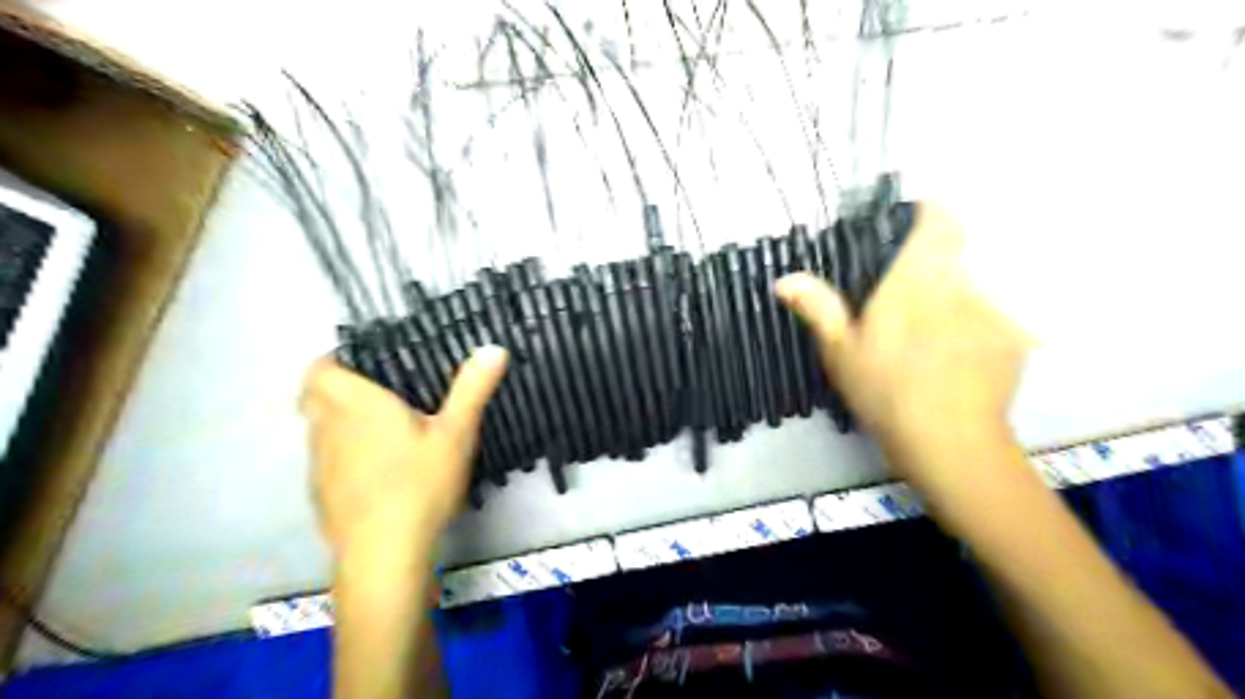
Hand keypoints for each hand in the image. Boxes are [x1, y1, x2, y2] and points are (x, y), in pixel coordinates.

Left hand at [298, 350, 507, 561]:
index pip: (320, 370)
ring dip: (339, 423)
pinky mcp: (321, 495)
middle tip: (377, 393)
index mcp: (358, 406)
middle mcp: (329, 429)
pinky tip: (376, 473)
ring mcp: (320, 465)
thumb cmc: (420, 484)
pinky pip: (326, 461)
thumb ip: (472, 389)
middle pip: (313, 398)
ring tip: (380, 431)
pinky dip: (342, 456)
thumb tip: (494, 348)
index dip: (333, 361)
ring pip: (319, 430)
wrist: (384, 553)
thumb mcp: (457, 433)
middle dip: (335, 389)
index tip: (362, 363)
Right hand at [774, 203, 1030, 485]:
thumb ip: (818, 308)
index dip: (929, 212)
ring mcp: (995, 308)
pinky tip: (960, 353)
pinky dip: (980, 320)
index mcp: (916, 280)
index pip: (939, 219)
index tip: (909, 224)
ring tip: (935, 327)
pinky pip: (998, 311)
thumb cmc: (885, 391)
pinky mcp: (1015, 337)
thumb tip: (784, 278)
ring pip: (980, 277)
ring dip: (959, 288)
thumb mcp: (840, 351)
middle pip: (961, 245)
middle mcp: (962, 282)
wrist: (948, 441)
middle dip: (938, 255)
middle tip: (912, 286)